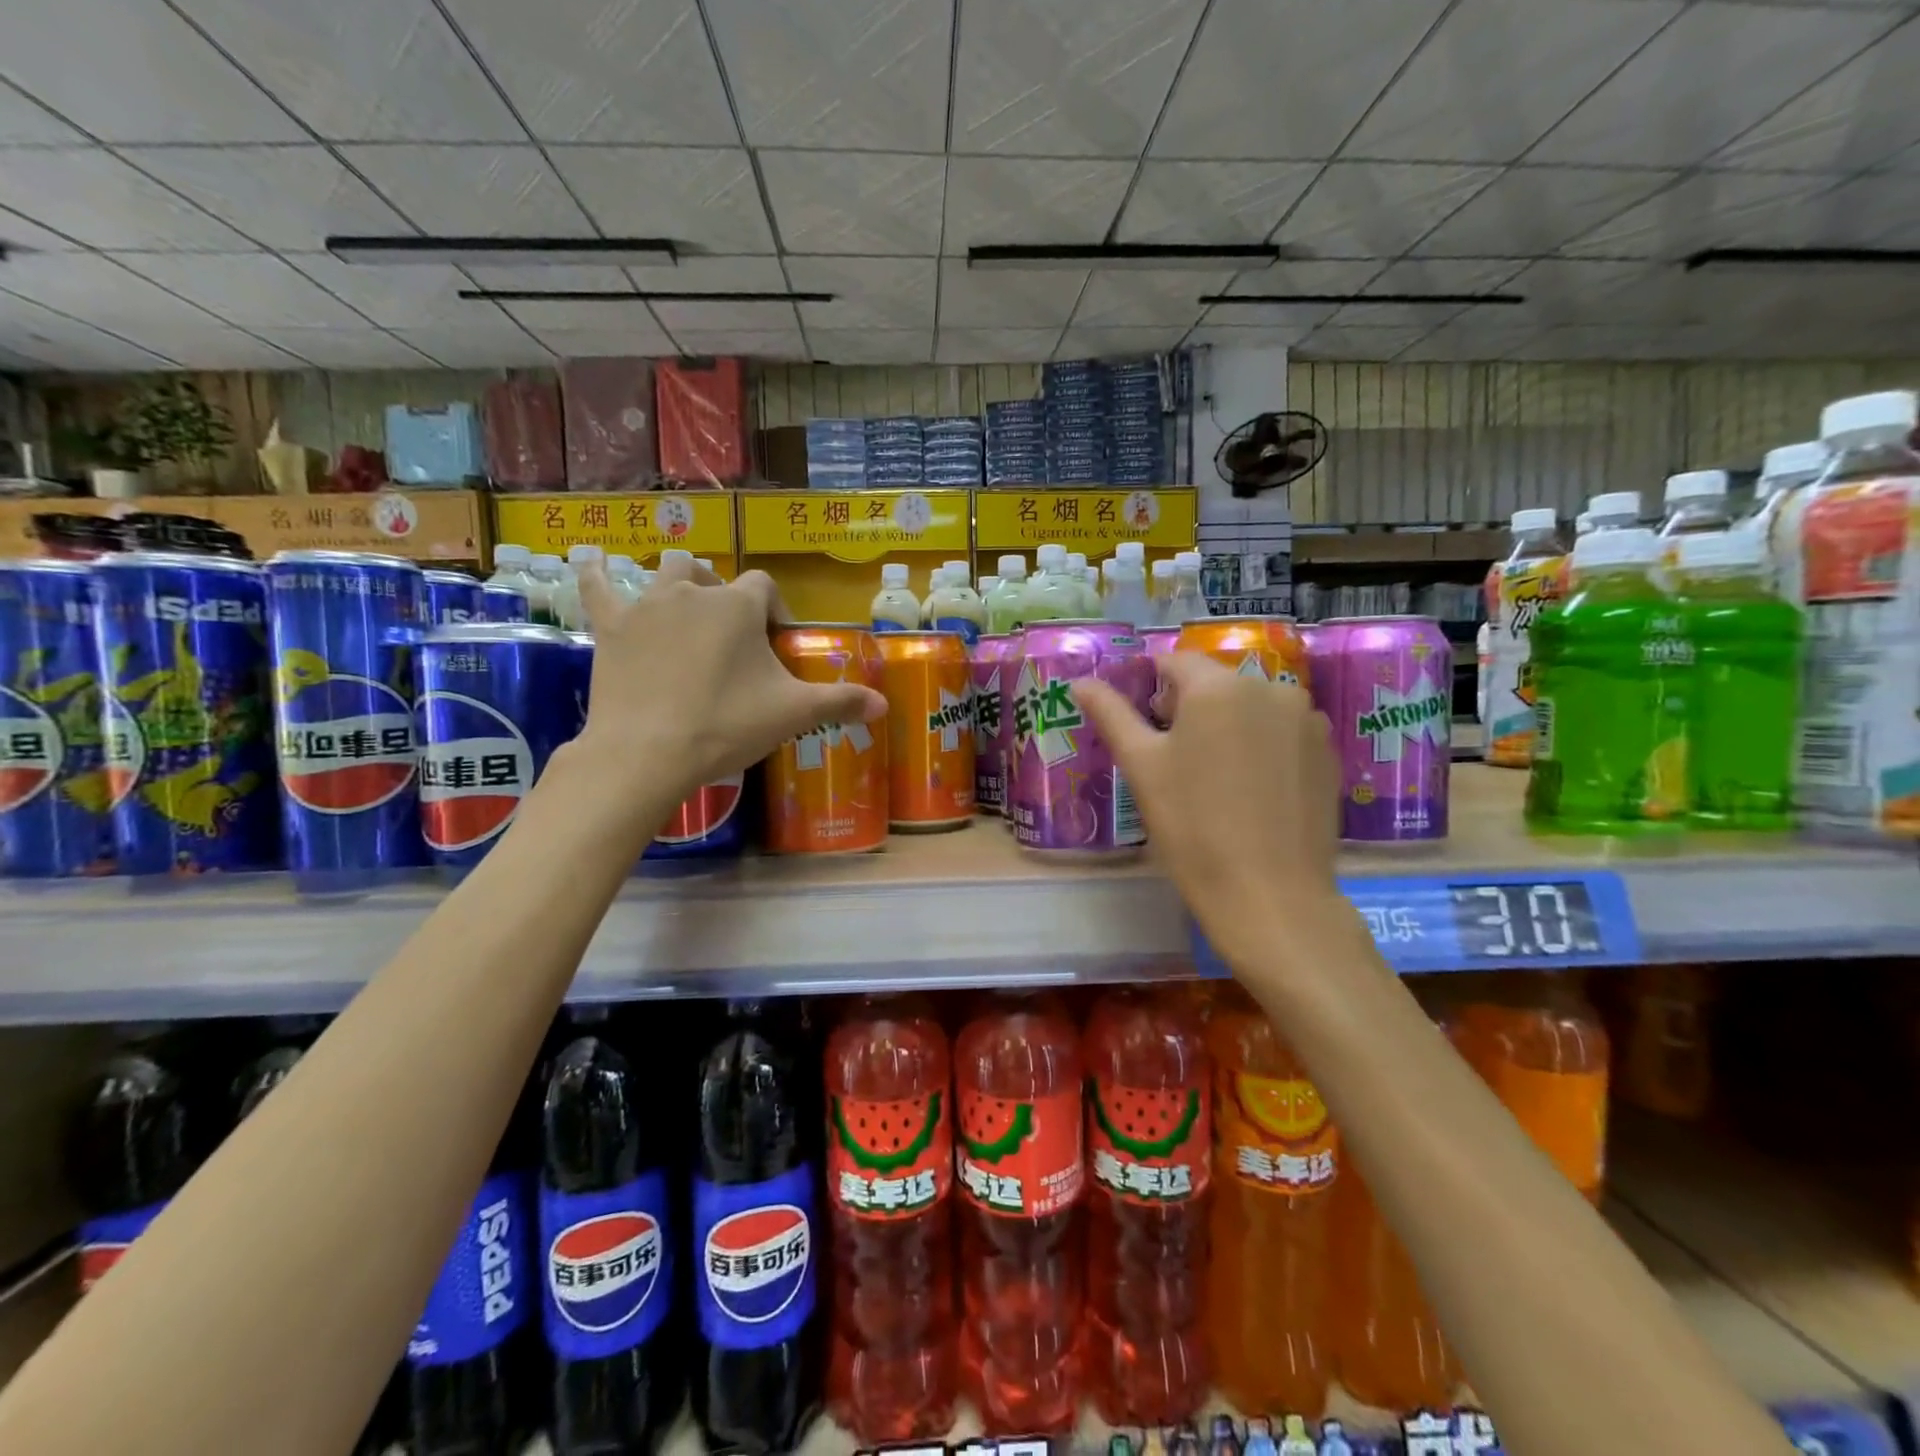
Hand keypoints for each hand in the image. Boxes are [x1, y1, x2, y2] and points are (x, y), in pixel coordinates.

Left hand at [574, 556, 885, 809]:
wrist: (649, 752)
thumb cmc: (726, 725)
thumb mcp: (792, 714)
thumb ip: (840, 702)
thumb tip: (885, 706)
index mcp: (738, 606)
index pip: (765, 587)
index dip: (773, 611)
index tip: (775, 645)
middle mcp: (693, 592)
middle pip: (710, 573)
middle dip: (723, 593)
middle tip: (729, 635)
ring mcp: (647, 606)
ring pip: (664, 572)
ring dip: (677, 583)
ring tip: (683, 608)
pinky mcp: (611, 627)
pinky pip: (598, 587)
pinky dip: (596, 575)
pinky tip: (590, 562)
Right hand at [1074, 651, 1346, 965]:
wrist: (1271, 895)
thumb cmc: (1193, 827)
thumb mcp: (1141, 768)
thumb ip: (1111, 715)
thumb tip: (1080, 682)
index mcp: (1218, 687)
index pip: (1174, 662)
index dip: (1150, 686)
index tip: (1141, 724)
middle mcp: (1270, 688)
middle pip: (1215, 684)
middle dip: (1188, 709)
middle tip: (1171, 760)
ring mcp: (1306, 720)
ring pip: (1250, 708)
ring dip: (1227, 727)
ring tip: (1213, 779)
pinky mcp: (1327, 752)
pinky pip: (1282, 732)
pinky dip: (1261, 746)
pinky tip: (1251, 791)